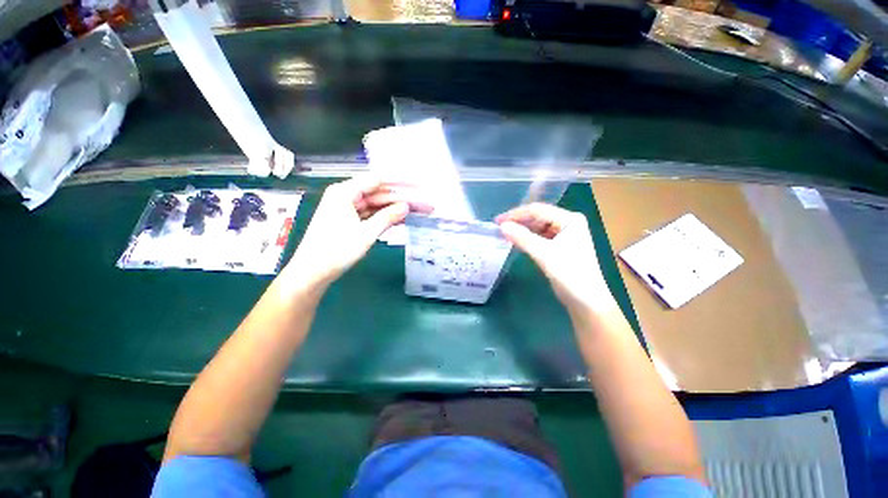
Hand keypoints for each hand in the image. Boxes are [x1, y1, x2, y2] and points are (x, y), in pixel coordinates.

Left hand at [286, 174, 429, 287]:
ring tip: (419, 212)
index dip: (401, 181)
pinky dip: (385, 217)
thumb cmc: (336, 250)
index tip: (419, 184)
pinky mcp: (350, 220)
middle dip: (403, 199)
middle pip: (380, 193)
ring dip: (397, 209)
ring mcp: (347, 208)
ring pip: (377, 205)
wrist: (312, 272)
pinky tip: (402, 219)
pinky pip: (371, 214)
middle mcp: (346, 196)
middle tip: (425, 204)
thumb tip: (407, 206)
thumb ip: (388, 217)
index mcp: (345, 192)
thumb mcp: (366, 233)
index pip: (378, 180)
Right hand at [496, 203, 615, 313]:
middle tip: (499, 228)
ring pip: (538, 227)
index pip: (537, 210)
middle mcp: (568, 223)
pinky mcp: (561, 246)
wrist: (586, 300)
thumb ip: (522, 238)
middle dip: (518, 222)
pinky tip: (517, 241)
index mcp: (569, 219)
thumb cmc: (569, 274)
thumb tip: (502, 226)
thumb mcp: (544, 254)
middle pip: (538, 216)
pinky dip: (528, 238)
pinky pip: (540, 237)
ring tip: (505, 234)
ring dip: (522, 230)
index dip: (516, 214)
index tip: (497, 221)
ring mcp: (565, 234)